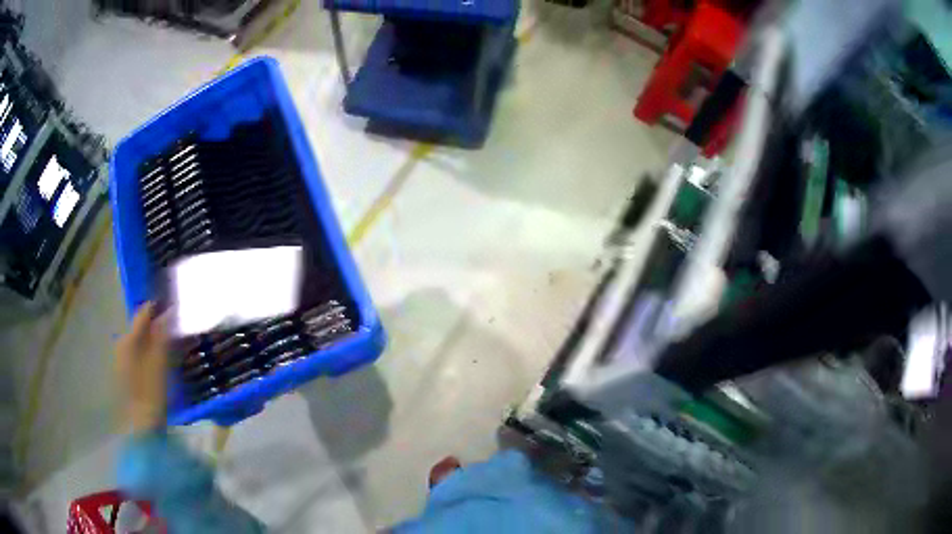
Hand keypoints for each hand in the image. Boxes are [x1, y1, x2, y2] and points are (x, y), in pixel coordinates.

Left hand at [116, 302, 169, 432]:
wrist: (141, 429)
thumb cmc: (151, 394)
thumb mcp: (160, 362)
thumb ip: (163, 334)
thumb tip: (170, 310)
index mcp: (128, 338)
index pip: (144, 312)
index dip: (159, 307)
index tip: (176, 306)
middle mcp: (122, 345)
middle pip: (141, 327)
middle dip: (158, 325)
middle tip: (177, 329)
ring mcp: (122, 361)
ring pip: (140, 342)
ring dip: (155, 341)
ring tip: (173, 347)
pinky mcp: (126, 377)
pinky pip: (140, 355)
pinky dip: (150, 354)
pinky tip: (162, 365)